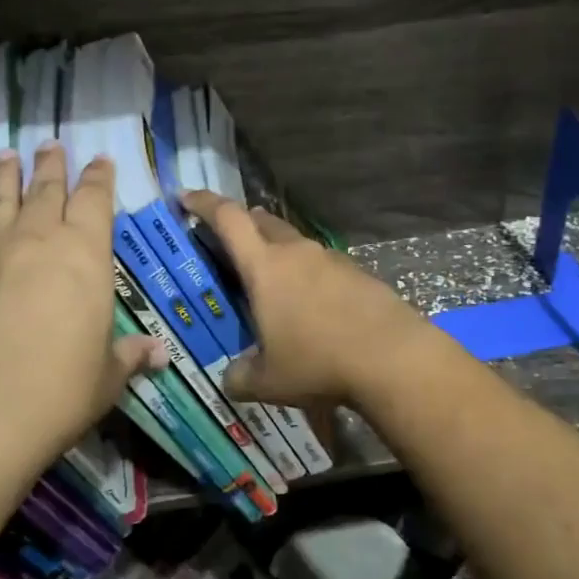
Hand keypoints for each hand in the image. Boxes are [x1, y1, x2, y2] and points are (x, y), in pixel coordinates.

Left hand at [0, 142, 164, 468]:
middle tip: (52, 144)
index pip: (95, 202)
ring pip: (6, 200)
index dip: (98, 178)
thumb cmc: (62, 390)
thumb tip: (158, 354)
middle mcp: (43, 242)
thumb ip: (130, 355)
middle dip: (53, 165)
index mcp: (87, 257)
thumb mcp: (107, 374)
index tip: (99, 160)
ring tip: (9, 154)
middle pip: (49, 190)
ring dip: (10, 174)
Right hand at [182, 191, 433, 412]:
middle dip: (241, 224)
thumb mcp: (268, 381)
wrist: (392, 357)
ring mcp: (330, 258)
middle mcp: (296, 251)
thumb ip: (239, 376)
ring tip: (270, 283)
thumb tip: (231, 377)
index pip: (227, 219)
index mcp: (265, 266)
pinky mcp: (357, 272)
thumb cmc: (318, 362)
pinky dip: (306, 273)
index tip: (185, 197)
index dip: (203, 203)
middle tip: (227, 242)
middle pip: (262, 221)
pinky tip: (310, 305)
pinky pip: (321, 263)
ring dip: (276, 251)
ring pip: (294, 242)